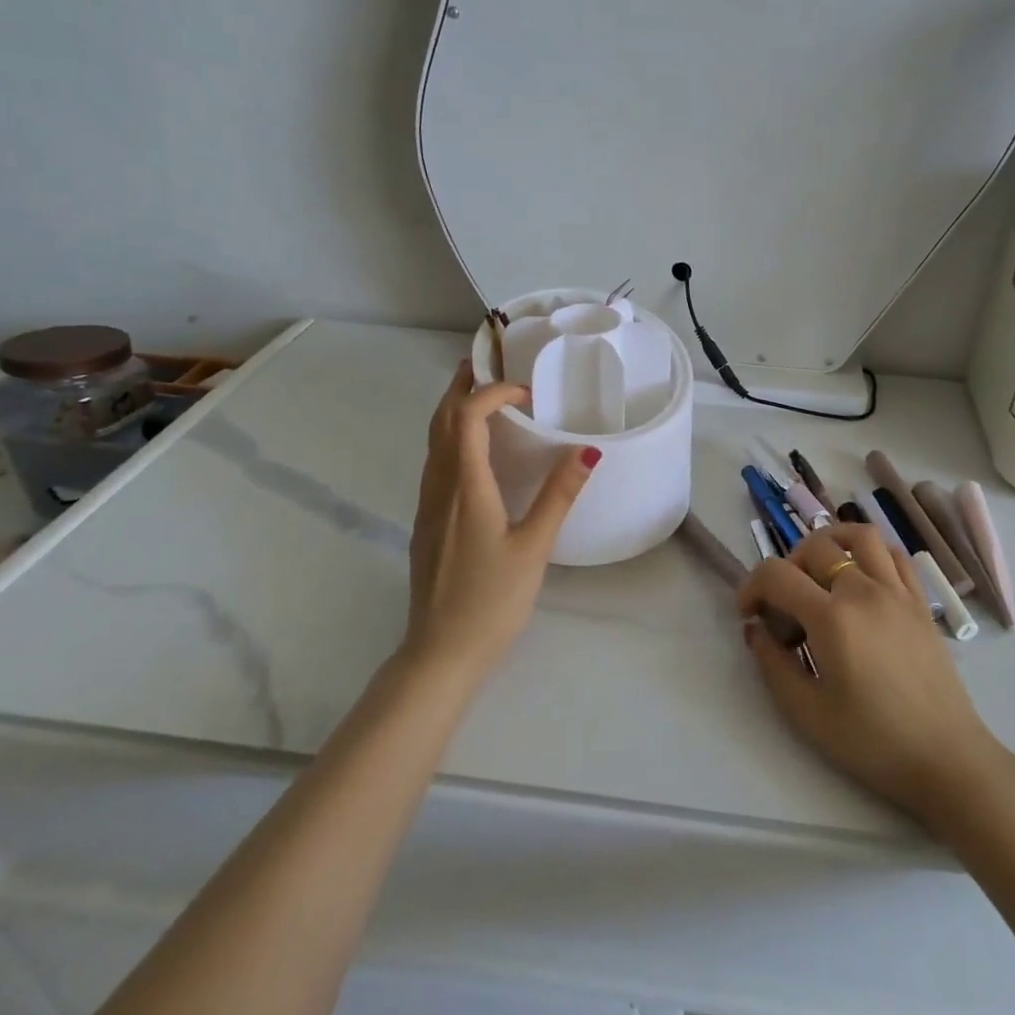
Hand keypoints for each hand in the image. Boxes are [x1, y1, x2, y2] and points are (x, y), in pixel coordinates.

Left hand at [404, 361, 599, 683]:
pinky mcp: (426, 521)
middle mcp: (439, 486)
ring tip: (480, 394)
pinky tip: (472, 450)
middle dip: (460, 385)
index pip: (467, 416)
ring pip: (433, 440)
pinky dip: (450, 436)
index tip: (526, 393)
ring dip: (452, 408)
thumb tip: (587, 451)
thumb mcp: (533, 547)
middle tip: (486, 362)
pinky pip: (434, 462)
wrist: (440, 651)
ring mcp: (427, 504)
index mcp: (465, 486)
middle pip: (440, 419)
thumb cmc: (491, 600)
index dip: (492, 392)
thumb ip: (559, 496)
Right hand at [737, 523, 1007, 826]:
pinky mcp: (920, 602)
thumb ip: (771, 663)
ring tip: (820, 574)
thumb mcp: (806, 712)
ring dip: (831, 544)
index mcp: (832, 618)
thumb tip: (755, 629)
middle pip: (815, 547)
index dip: (751, 586)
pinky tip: (861, 581)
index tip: (748, 614)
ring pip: (860, 535)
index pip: (777, 574)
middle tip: (786, 607)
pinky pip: (894, 554)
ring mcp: (897, 592)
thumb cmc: (873, 742)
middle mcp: (864, 591)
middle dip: (788, 567)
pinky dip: (870, 554)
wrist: (947, 760)